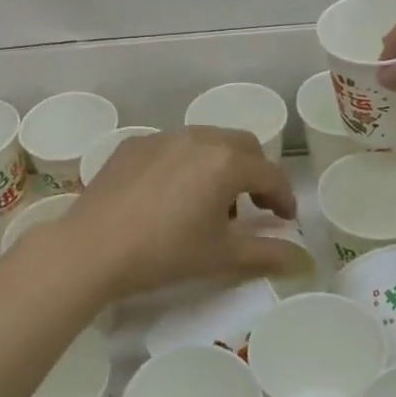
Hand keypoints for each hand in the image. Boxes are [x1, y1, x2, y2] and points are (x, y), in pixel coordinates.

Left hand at [40, 127, 298, 299]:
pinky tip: (170, 193)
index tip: (285, 219)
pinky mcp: (133, 145)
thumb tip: (303, 259)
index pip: (270, 174)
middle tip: (254, 204)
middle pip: (242, 146)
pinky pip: (172, 146)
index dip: (283, 197)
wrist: (93, 248)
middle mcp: (198, 138)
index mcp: (226, 162)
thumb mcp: (221, 256)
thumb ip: (267, 253)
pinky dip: (185, 163)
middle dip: (255, 172)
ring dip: (220, 164)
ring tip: (210, 200)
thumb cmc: (165, 252)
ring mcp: (162, 137)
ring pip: (206, 140)